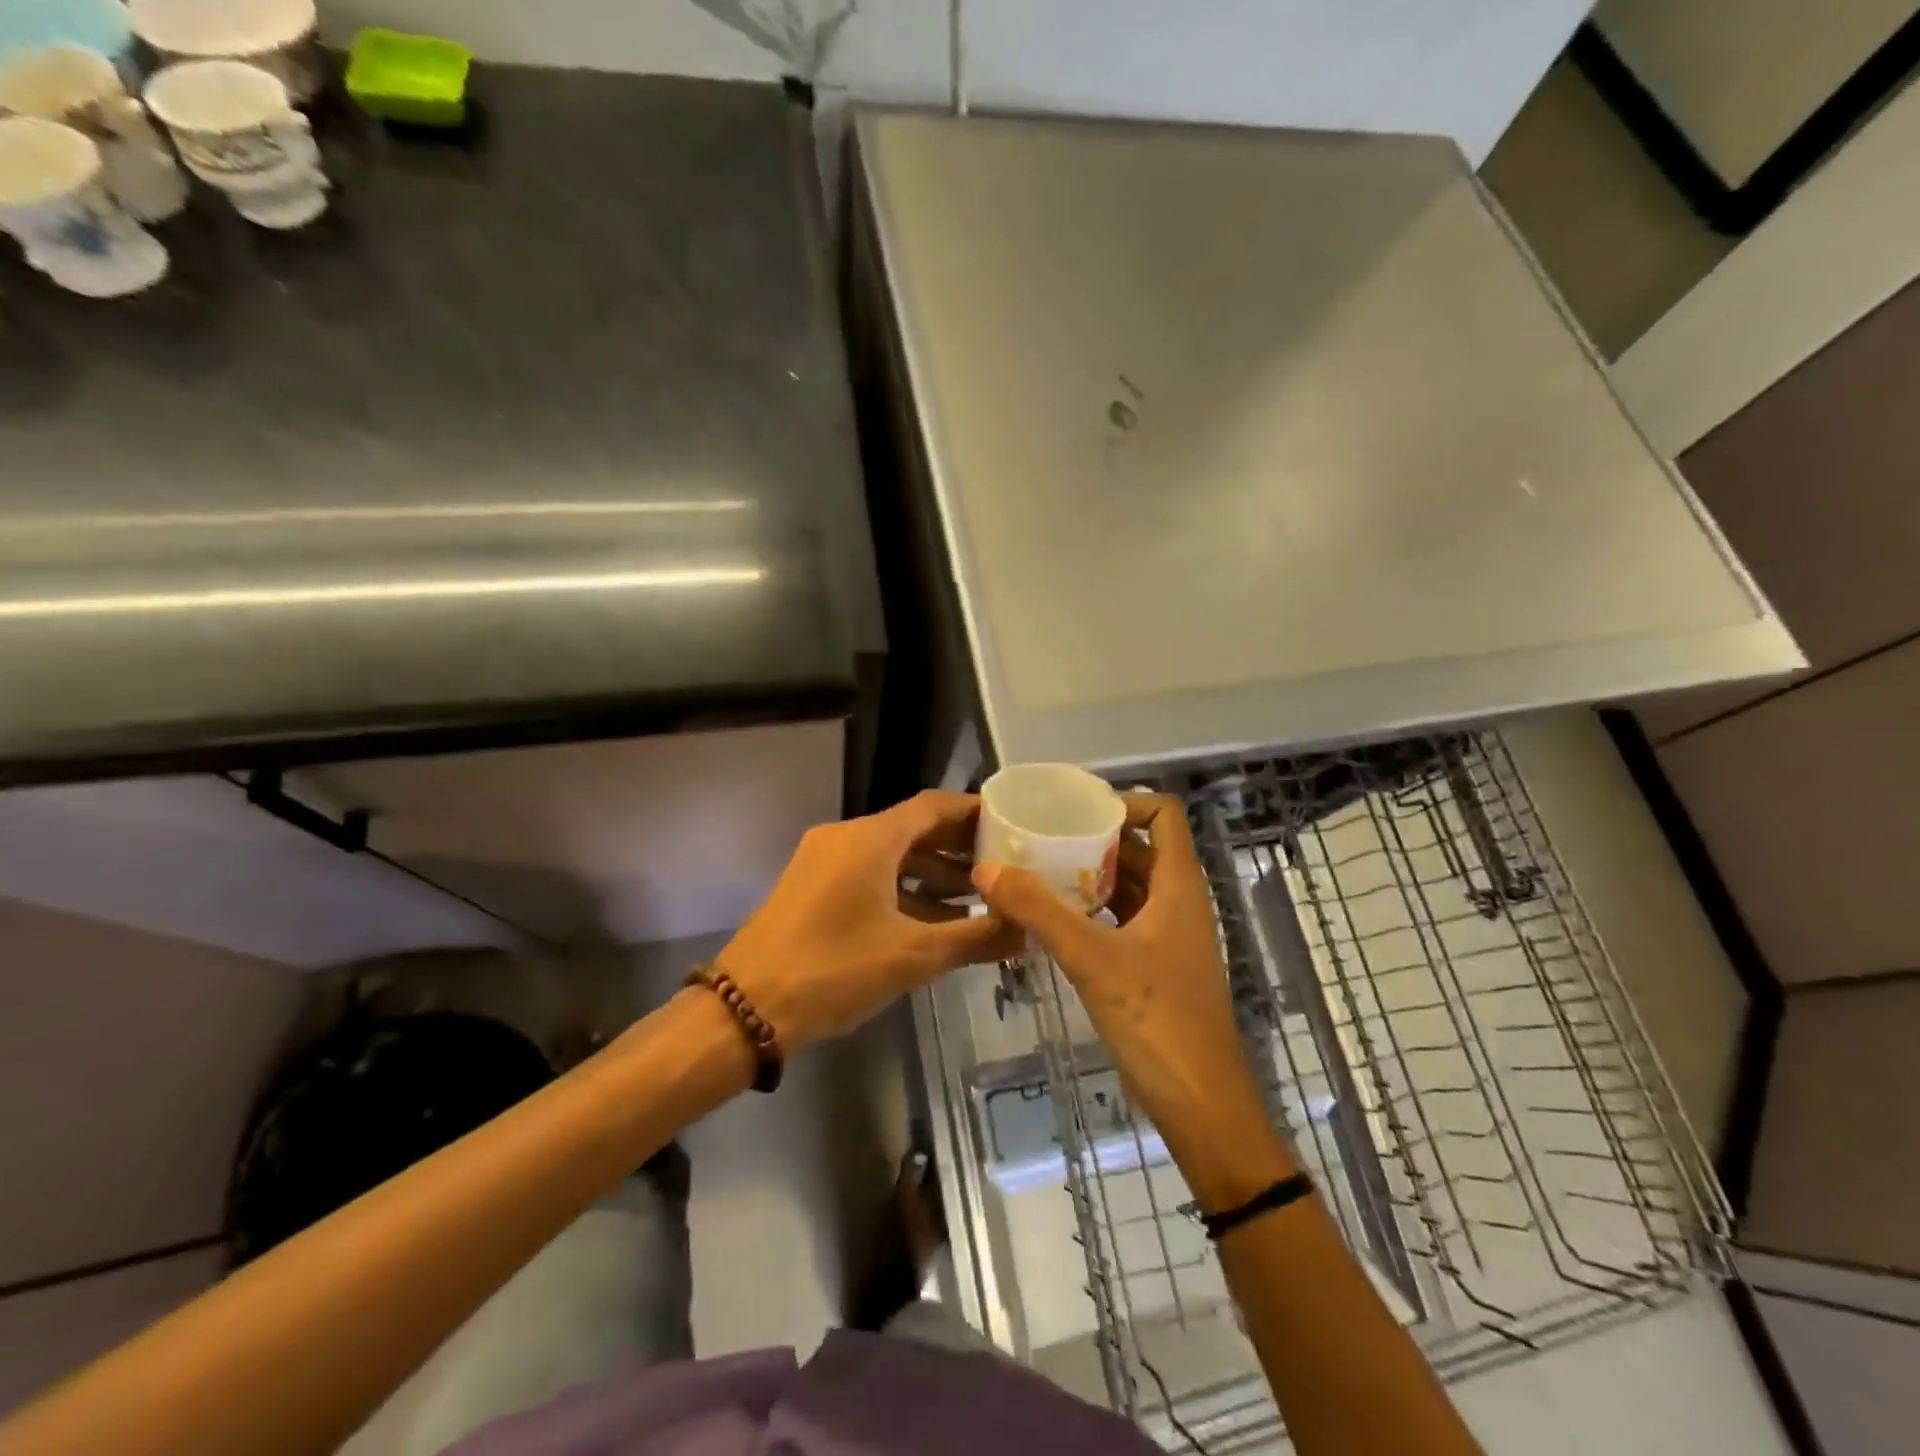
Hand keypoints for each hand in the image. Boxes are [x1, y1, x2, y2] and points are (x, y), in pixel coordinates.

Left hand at [717, 791, 1021, 1051]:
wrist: (744, 1010)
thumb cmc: (833, 971)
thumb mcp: (912, 955)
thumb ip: (975, 938)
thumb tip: (1027, 929)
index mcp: (870, 839)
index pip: (933, 806)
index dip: (973, 812)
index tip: (1010, 825)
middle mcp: (845, 838)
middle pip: (912, 829)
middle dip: (957, 848)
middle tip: (1002, 865)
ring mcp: (823, 862)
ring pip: (890, 856)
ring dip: (932, 874)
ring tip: (977, 899)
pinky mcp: (811, 889)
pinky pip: (869, 876)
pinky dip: (903, 890)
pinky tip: (933, 922)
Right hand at [972, 793, 1293, 1207]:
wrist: (1200, 1103)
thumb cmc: (1157, 1021)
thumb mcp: (1092, 959)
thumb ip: (1039, 910)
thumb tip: (987, 868)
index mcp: (1179, 886)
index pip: (1163, 814)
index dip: (1125, 802)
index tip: (1075, 811)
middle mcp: (1179, 902)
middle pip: (1140, 848)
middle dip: (1094, 839)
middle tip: (1041, 838)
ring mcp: (1170, 936)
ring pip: (1131, 886)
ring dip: (1091, 875)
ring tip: (1039, 872)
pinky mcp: (1157, 965)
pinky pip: (1124, 919)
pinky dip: (1094, 910)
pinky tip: (1055, 919)